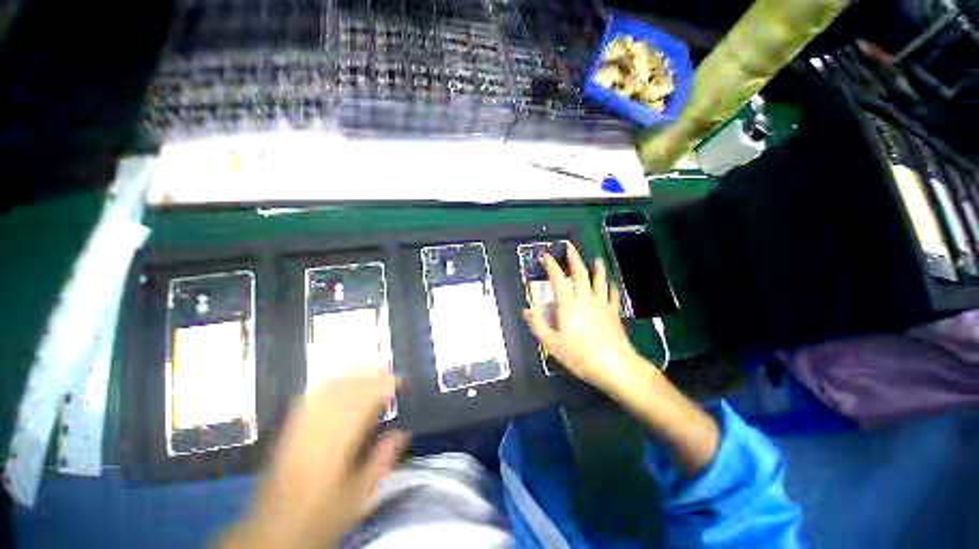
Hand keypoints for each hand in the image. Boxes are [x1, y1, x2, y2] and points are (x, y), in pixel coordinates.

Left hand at [222, 373, 408, 548]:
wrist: (274, 531)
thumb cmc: (321, 516)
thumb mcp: (358, 496)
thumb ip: (381, 461)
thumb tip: (402, 433)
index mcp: (337, 447)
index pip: (363, 404)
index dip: (383, 387)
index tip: (399, 382)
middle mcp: (317, 430)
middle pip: (345, 390)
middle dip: (369, 376)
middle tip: (388, 372)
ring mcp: (300, 427)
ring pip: (327, 389)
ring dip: (350, 375)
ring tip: (368, 370)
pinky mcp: (289, 430)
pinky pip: (309, 398)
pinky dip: (327, 384)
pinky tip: (338, 381)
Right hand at [522, 243, 647, 396]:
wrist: (615, 366)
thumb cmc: (579, 355)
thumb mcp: (552, 343)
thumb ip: (537, 325)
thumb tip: (525, 310)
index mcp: (568, 304)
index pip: (557, 279)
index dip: (551, 265)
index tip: (546, 255)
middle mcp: (585, 298)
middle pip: (580, 273)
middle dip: (574, 258)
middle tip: (570, 247)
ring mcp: (602, 304)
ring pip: (600, 280)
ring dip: (597, 268)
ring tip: (596, 259)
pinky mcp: (614, 312)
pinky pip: (613, 295)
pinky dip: (611, 286)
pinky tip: (612, 283)